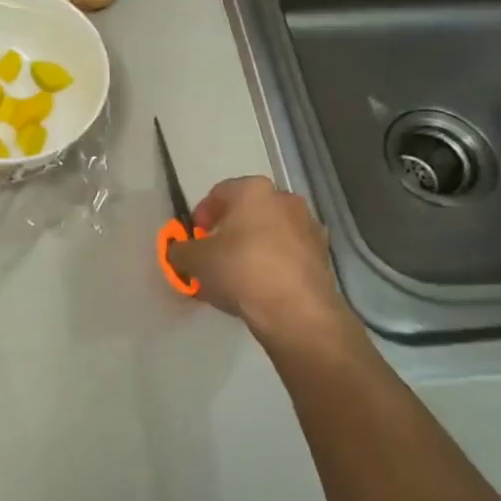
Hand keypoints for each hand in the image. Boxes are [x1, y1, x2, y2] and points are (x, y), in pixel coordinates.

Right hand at [166, 177, 361, 345]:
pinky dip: (271, 264)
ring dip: (250, 248)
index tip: (194, 238)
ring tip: (234, 276)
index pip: (219, 193)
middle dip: (227, 232)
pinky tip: (257, 288)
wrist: (295, 309)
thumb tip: (178, 251)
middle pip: (247, 212)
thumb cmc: (240, 270)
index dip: (201, 215)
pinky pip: (286, 253)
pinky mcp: (322, 255)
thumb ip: (179, 251)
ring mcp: (308, 226)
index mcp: (253, 191)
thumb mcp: (195, 260)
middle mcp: (285, 200)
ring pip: (269, 233)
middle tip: (212, 256)